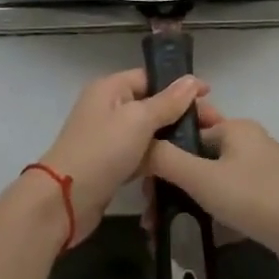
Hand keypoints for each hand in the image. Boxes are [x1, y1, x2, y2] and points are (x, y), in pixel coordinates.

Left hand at [37, 69, 206, 243]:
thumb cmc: (102, 150)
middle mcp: (109, 107)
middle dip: (181, 114)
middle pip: (152, 104)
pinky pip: (141, 155)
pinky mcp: (112, 164)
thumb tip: (192, 80)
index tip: (210, 96)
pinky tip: (182, 167)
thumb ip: (167, 102)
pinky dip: (158, 159)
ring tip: (204, 147)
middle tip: (213, 126)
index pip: (150, 77)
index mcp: (110, 88)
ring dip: (172, 138)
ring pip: (148, 132)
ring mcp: (109, 137)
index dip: (180, 85)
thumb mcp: (138, 120)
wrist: (64, 201)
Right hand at [146, 99, 278, 278]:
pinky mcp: (264, 202)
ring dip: (184, 202)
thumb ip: (166, 160)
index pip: (187, 127)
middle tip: (147, 211)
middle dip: (169, 182)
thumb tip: (136, 145)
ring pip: (209, 183)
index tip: (139, 175)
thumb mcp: (204, 179)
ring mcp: (257, 174)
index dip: (161, 148)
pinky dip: (206, 217)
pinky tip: (186, 238)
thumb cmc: (255, 198)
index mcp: (234, 127)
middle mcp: (246, 144)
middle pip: (196, 156)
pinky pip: (226, 203)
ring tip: (158, 229)